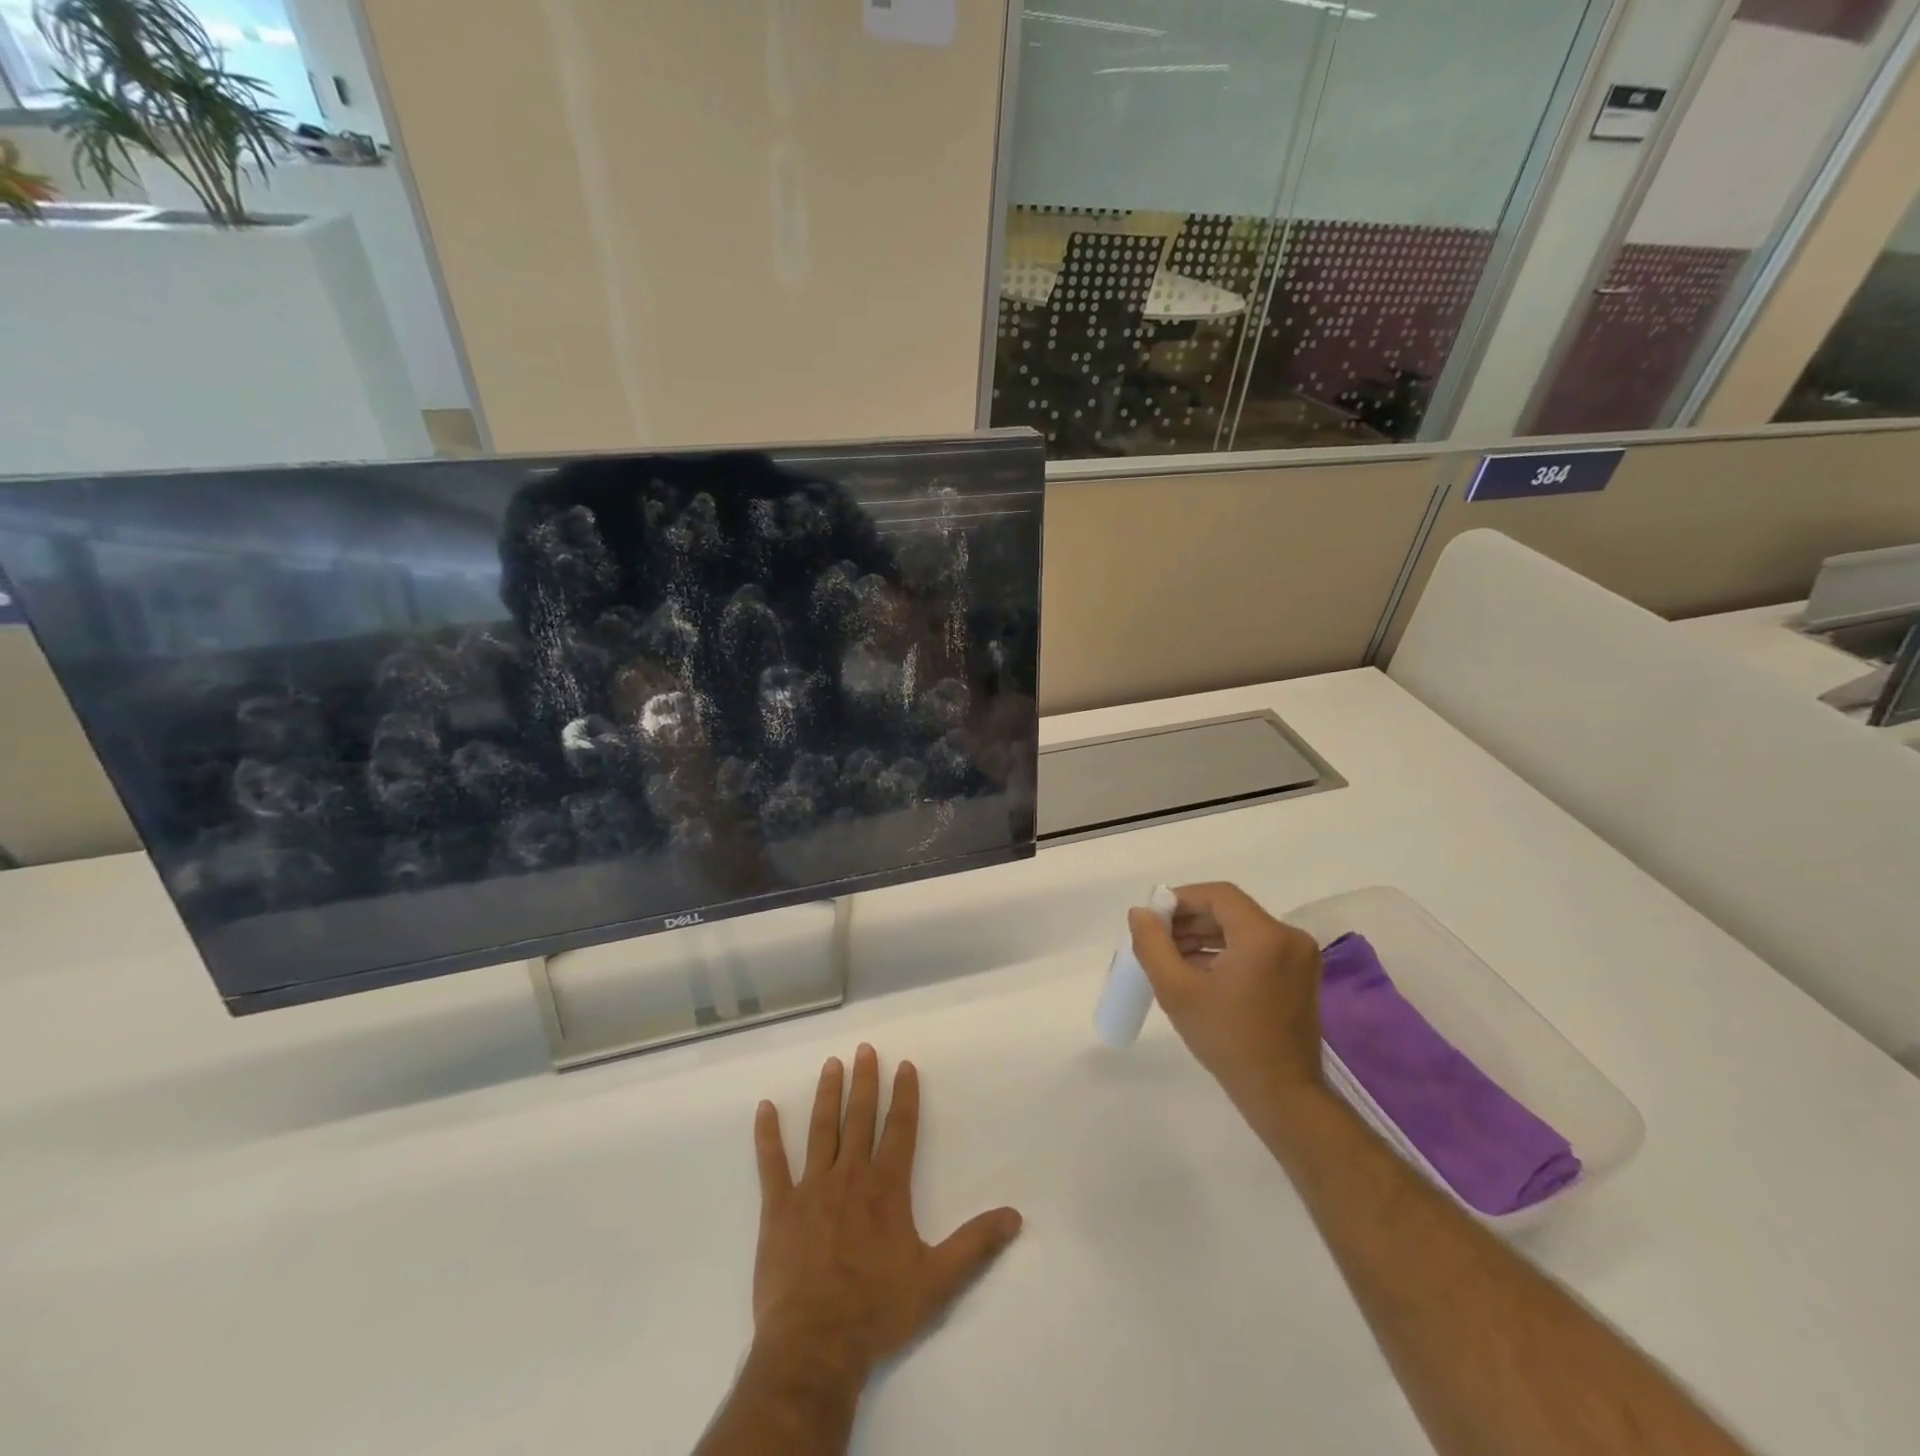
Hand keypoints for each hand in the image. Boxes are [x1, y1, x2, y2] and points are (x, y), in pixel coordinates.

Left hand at [750, 1044, 1022, 1387]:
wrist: (816, 1344)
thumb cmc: (877, 1311)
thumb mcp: (937, 1281)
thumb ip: (975, 1244)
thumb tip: (1015, 1216)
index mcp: (886, 1188)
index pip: (900, 1129)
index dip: (904, 1095)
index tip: (904, 1065)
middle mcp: (850, 1176)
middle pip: (859, 1118)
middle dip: (864, 1081)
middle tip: (864, 1049)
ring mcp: (811, 1188)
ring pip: (821, 1130)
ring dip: (827, 1095)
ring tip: (832, 1064)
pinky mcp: (779, 1208)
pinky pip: (772, 1164)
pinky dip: (767, 1135)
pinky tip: (764, 1108)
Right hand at [1128, 882, 1324, 1112]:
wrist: (1282, 1096)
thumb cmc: (1227, 1041)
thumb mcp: (1177, 991)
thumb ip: (1152, 945)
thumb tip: (1140, 913)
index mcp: (1264, 935)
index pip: (1218, 895)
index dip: (1181, 899)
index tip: (1154, 919)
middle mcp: (1288, 937)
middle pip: (1230, 911)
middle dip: (1190, 920)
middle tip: (1158, 940)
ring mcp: (1299, 957)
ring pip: (1242, 929)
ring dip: (1206, 936)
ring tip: (1172, 957)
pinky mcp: (1300, 975)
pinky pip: (1256, 948)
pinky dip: (1226, 952)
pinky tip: (1198, 972)